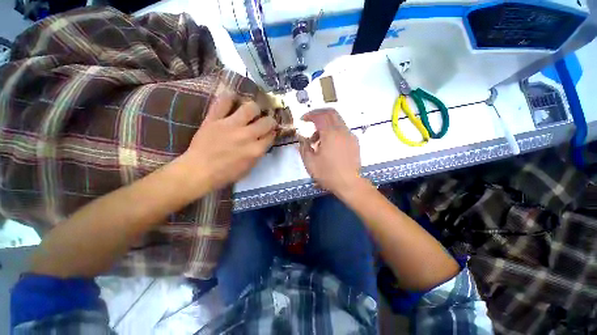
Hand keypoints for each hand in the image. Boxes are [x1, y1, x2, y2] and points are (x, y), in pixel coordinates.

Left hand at [181, 92, 276, 192]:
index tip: (270, 132)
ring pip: (250, 108)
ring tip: (251, 111)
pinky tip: (233, 99)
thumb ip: (258, 153)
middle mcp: (247, 136)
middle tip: (264, 122)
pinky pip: (223, 102)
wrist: (199, 171)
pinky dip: (229, 98)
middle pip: (266, 121)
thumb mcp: (248, 168)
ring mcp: (230, 126)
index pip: (271, 135)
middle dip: (269, 121)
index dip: (272, 132)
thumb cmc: (225, 174)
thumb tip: (263, 141)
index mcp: (255, 150)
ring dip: (254, 109)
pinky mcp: (214, 119)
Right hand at [299, 109, 361, 194]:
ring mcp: (350, 136)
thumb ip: (304, 146)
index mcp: (330, 134)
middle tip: (310, 122)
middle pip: (331, 113)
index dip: (309, 115)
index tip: (302, 120)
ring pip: (337, 122)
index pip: (320, 115)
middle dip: (318, 114)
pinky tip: (328, 145)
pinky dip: (333, 131)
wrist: (349, 184)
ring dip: (325, 125)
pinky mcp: (354, 142)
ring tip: (316, 141)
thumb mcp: (310, 162)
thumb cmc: (328, 174)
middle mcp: (342, 131)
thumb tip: (301, 137)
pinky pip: (342, 130)